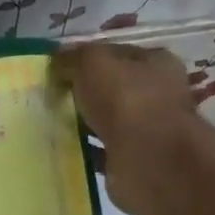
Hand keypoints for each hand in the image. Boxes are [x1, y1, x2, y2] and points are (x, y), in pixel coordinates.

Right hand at [54, 43, 198, 212]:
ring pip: (110, 121)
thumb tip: (57, 61)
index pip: (119, 54)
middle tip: (55, 97)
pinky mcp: (136, 160)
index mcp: (158, 63)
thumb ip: (74, 58)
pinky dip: (88, 150)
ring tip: (56, 123)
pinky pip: (105, 150)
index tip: (61, 69)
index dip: (90, 58)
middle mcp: (159, 95)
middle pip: (116, 88)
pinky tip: (67, 149)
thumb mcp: (92, 63)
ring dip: (87, 123)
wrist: (146, 158)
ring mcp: (149, 130)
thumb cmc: (125, 99)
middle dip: (88, 93)